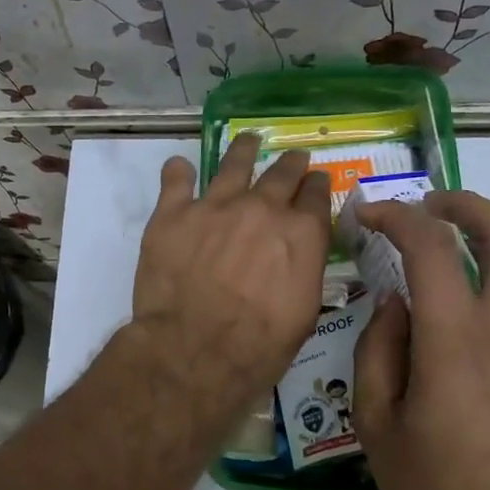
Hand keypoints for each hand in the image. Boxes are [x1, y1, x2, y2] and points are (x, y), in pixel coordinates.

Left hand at [129, 133, 330, 409]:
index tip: (315, 181)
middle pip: (281, 174)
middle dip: (290, 165)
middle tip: (292, 158)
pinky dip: (179, 171)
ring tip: (247, 140)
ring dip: (243, 150)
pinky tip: (180, 166)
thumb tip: (297, 255)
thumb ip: (303, 270)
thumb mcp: (303, 313)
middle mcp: (262, 208)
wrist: (194, 350)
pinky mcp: (173, 213)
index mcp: (301, 233)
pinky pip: (176, 179)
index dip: (316, 186)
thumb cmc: (258, 346)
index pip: (316, 195)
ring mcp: (215, 206)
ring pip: (233, 165)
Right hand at [352, 190, 489, 489]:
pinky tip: (476, 312)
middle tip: (430, 205)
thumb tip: (393, 306)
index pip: (431, 246)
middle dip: (466, 205)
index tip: (370, 215)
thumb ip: (379, 353)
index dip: (397, 216)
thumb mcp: (379, 428)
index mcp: (457, 339)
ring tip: (451, 253)